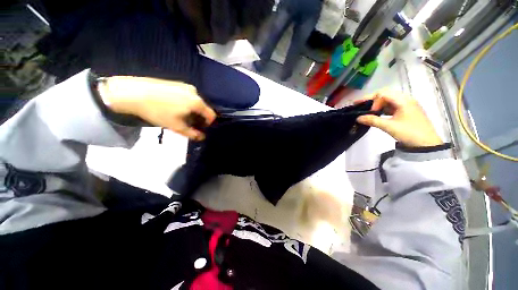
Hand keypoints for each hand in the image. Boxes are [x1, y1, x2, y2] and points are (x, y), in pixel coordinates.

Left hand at [98, 76, 215, 139]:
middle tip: (188, 123)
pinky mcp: (176, 83)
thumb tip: (202, 137)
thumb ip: (192, 133)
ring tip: (178, 115)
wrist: (133, 93)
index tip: (200, 128)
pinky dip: (185, 103)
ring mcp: (185, 85)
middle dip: (198, 117)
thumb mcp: (176, 126)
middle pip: (203, 108)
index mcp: (197, 102)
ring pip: (195, 102)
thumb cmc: (158, 111)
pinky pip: (187, 96)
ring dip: (191, 110)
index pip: (211, 115)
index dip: (208, 124)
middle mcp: (194, 92)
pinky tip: (172, 106)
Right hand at [355, 90, 442, 147]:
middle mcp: (406, 99)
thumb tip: (358, 118)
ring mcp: (407, 105)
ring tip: (367, 110)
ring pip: (388, 100)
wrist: (426, 144)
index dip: (373, 101)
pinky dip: (383, 109)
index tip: (368, 111)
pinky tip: (377, 114)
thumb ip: (372, 120)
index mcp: (403, 100)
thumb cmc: (409, 133)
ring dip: (377, 104)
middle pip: (385, 94)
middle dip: (372, 100)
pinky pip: (392, 106)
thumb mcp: (389, 127)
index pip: (383, 93)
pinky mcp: (406, 111)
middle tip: (360, 105)